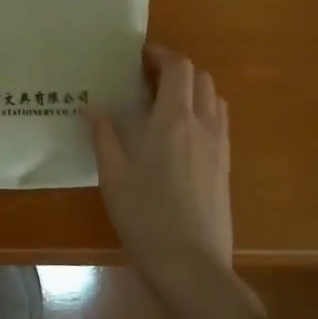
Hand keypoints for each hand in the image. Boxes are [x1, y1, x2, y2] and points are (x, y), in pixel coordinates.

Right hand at [89, 44, 237, 303]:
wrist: (191, 264)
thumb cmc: (145, 215)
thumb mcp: (113, 174)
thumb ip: (103, 134)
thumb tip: (92, 107)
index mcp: (174, 119)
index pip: (178, 68)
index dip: (161, 54)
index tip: (139, 56)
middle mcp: (203, 125)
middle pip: (200, 78)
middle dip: (176, 69)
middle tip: (146, 78)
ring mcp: (219, 147)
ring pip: (213, 99)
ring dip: (192, 90)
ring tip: (163, 103)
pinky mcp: (225, 167)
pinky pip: (218, 123)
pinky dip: (201, 112)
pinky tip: (178, 134)